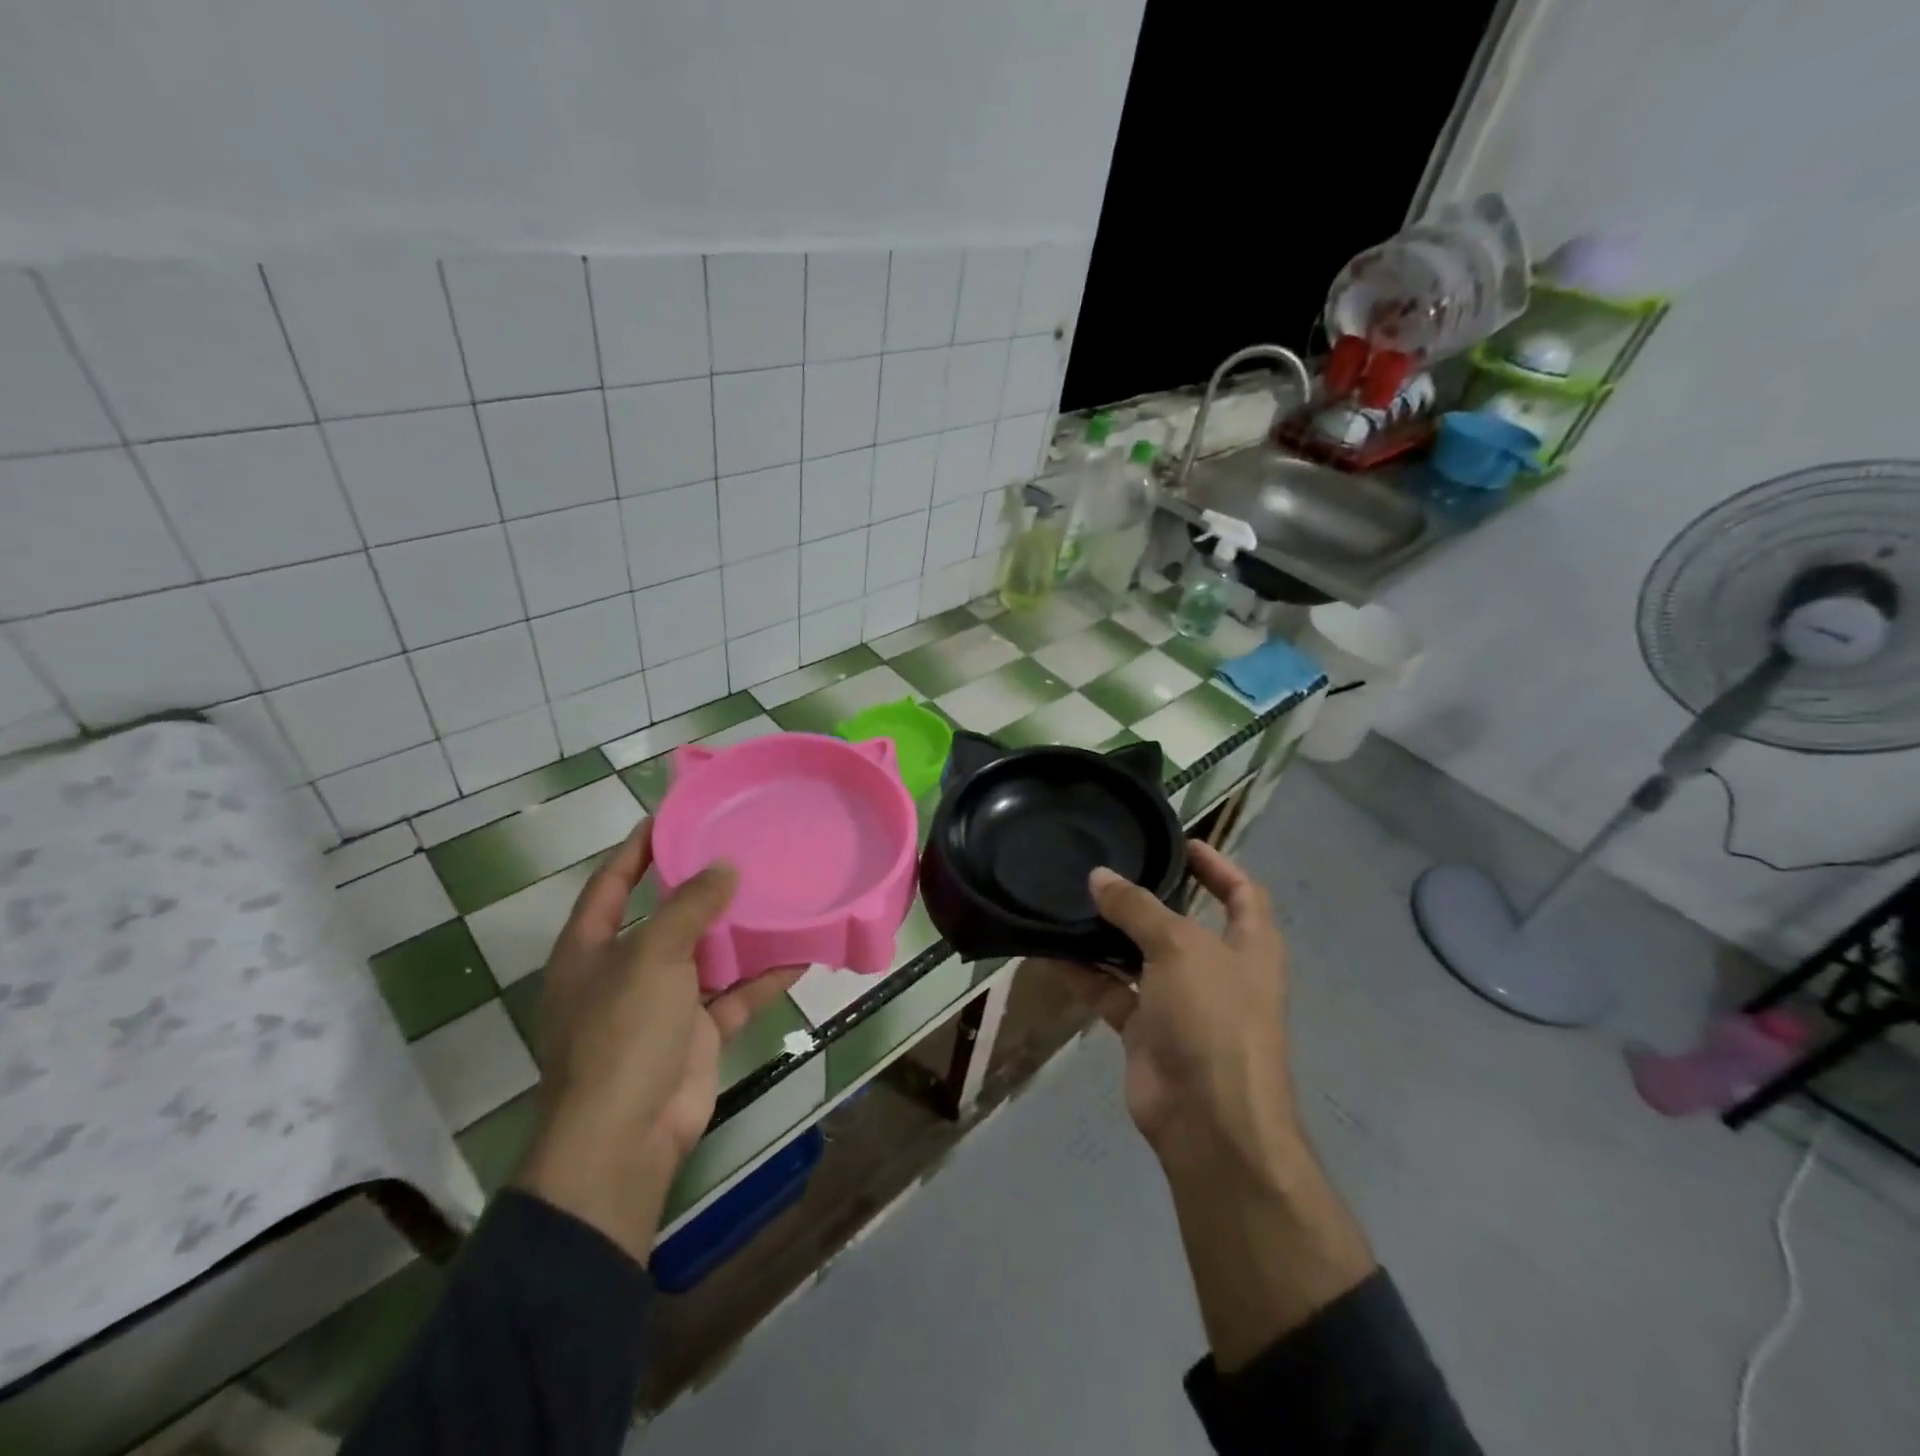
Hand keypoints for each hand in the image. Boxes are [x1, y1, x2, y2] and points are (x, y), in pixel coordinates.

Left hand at [514, 819, 802, 1263]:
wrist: (626, 1139)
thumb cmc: (622, 1034)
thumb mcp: (651, 957)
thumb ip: (689, 907)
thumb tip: (724, 867)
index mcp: (591, 949)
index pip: (612, 882)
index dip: (639, 847)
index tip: (675, 814)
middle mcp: (624, 971)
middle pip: (665, 916)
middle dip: (701, 887)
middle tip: (743, 848)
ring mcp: (662, 1005)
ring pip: (708, 955)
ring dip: (741, 931)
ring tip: (778, 891)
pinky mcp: (697, 1033)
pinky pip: (736, 994)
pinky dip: (765, 977)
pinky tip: (801, 952)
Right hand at [1055, 841, 1373, 1369]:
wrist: (1209, 1121)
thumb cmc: (1213, 1018)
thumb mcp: (1179, 948)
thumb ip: (1137, 909)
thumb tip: (1099, 877)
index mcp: (1249, 946)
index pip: (1241, 892)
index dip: (1217, 864)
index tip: (1180, 842)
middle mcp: (1217, 970)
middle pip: (1182, 922)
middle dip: (1148, 897)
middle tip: (1106, 867)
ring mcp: (1180, 1002)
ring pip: (1139, 957)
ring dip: (1108, 935)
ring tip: (1070, 900)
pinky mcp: (1146, 1031)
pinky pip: (1112, 992)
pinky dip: (1086, 974)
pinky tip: (1053, 951)